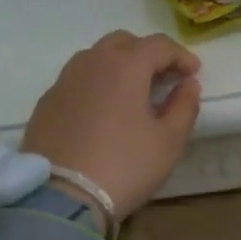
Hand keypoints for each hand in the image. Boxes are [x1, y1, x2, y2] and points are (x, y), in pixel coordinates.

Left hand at [22, 32, 201, 218]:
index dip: (180, 56)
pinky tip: (103, 112)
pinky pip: (77, 81)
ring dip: (119, 67)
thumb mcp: (169, 142)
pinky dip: (96, 86)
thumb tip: (188, 85)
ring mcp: (64, 81)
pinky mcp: (47, 103)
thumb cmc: (125, 166)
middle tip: (163, 78)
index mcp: (125, 66)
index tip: (193, 73)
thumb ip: (184, 107)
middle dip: (147, 54)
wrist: (63, 196)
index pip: (158, 45)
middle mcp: (91, 63)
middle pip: (123, 43)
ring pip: (96, 58)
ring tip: (132, 94)